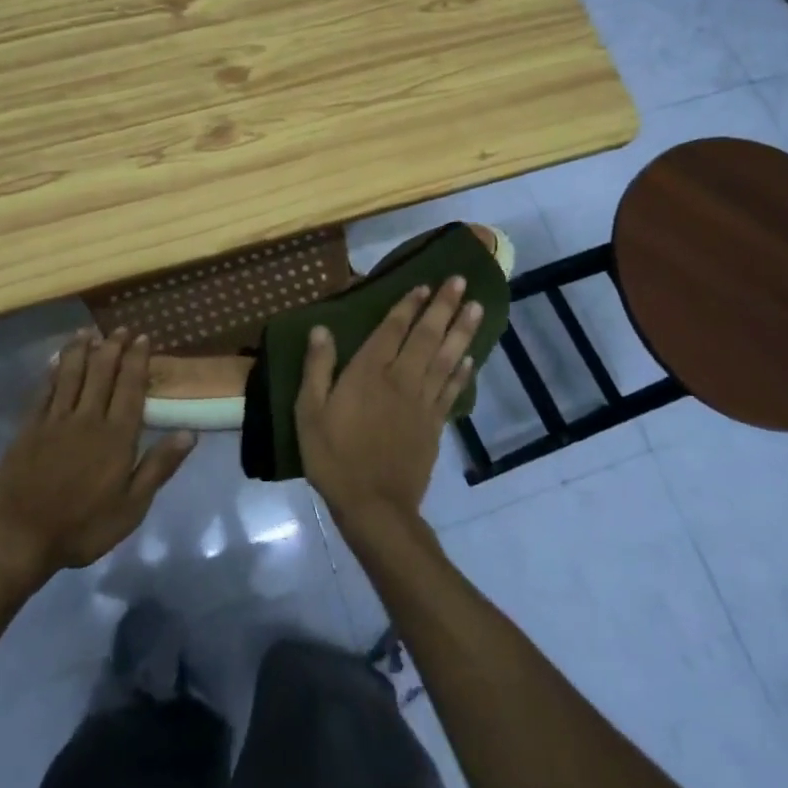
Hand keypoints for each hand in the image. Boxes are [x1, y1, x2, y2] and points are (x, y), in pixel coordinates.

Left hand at [0, 330, 194, 578]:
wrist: (17, 537)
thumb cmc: (82, 527)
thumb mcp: (131, 508)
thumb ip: (159, 467)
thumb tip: (190, 432)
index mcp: (116, 436)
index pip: (130, 387)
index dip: (137, 360)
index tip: (143, 338)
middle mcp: (88, 418)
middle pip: (102, 372)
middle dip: (113, 346)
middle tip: (121, 329)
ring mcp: (55, 420)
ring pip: (72, 373)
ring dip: (82, 349)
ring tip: (90, 331)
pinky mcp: (29, 426)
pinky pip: (45, 389)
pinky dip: (54, 370)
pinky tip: (58, 359)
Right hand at [295, 277, 481, 532]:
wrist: (374, 506)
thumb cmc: (334, 457)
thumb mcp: (310, 412)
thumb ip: (317, 368)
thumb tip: (321, 328)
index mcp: (369, 372)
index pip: (393, 329)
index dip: (408, 305)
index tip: (425, 284)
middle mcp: (401, 379)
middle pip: (426, 336)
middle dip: (444, 306)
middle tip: (461, 281)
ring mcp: (422, 402)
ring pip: (447, 358)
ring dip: (462, 331)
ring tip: (477, 307)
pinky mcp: (435, 424)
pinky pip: (452, 390)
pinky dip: (463, 372)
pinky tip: (472, 357)